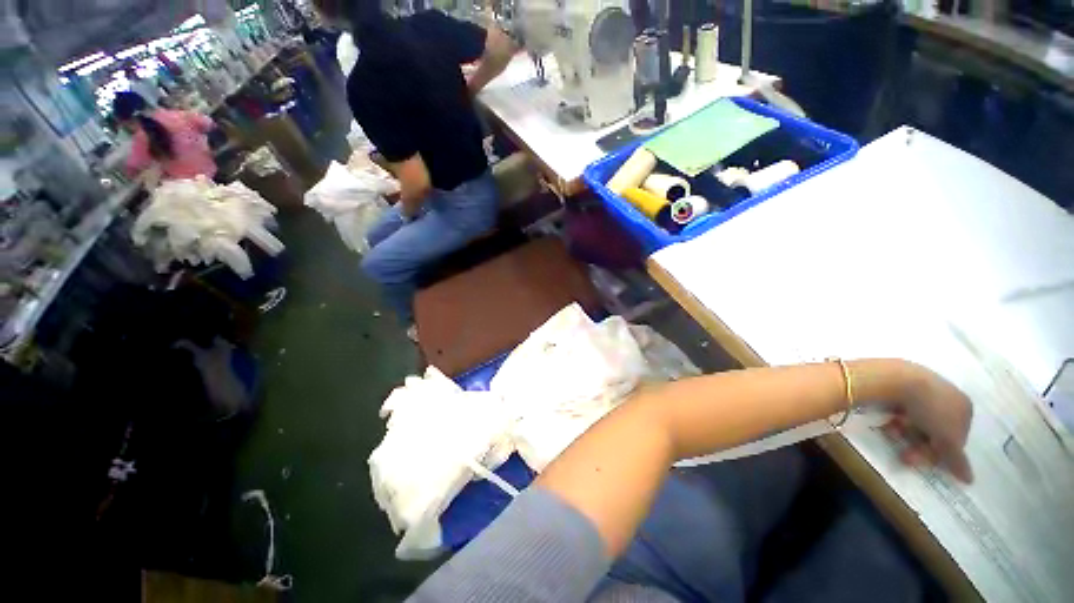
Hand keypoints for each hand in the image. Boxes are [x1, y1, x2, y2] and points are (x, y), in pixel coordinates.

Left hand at [882, 363, 973, 482]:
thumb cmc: (931, 410)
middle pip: (935, 431)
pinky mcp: (902, 385)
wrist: (898, 379)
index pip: (957, 437)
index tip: (926, 460)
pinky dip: (896, 419)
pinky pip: (902, 409)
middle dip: (920, 446)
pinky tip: (888, 421)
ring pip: (917, 421)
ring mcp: (925, 389)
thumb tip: (969, 480)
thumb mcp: (948, 439)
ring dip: (905, 434)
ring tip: (893, 432)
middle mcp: (948, 396)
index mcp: (965, 407)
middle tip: (905, 457)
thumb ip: (957, 459)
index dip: (942, 452)